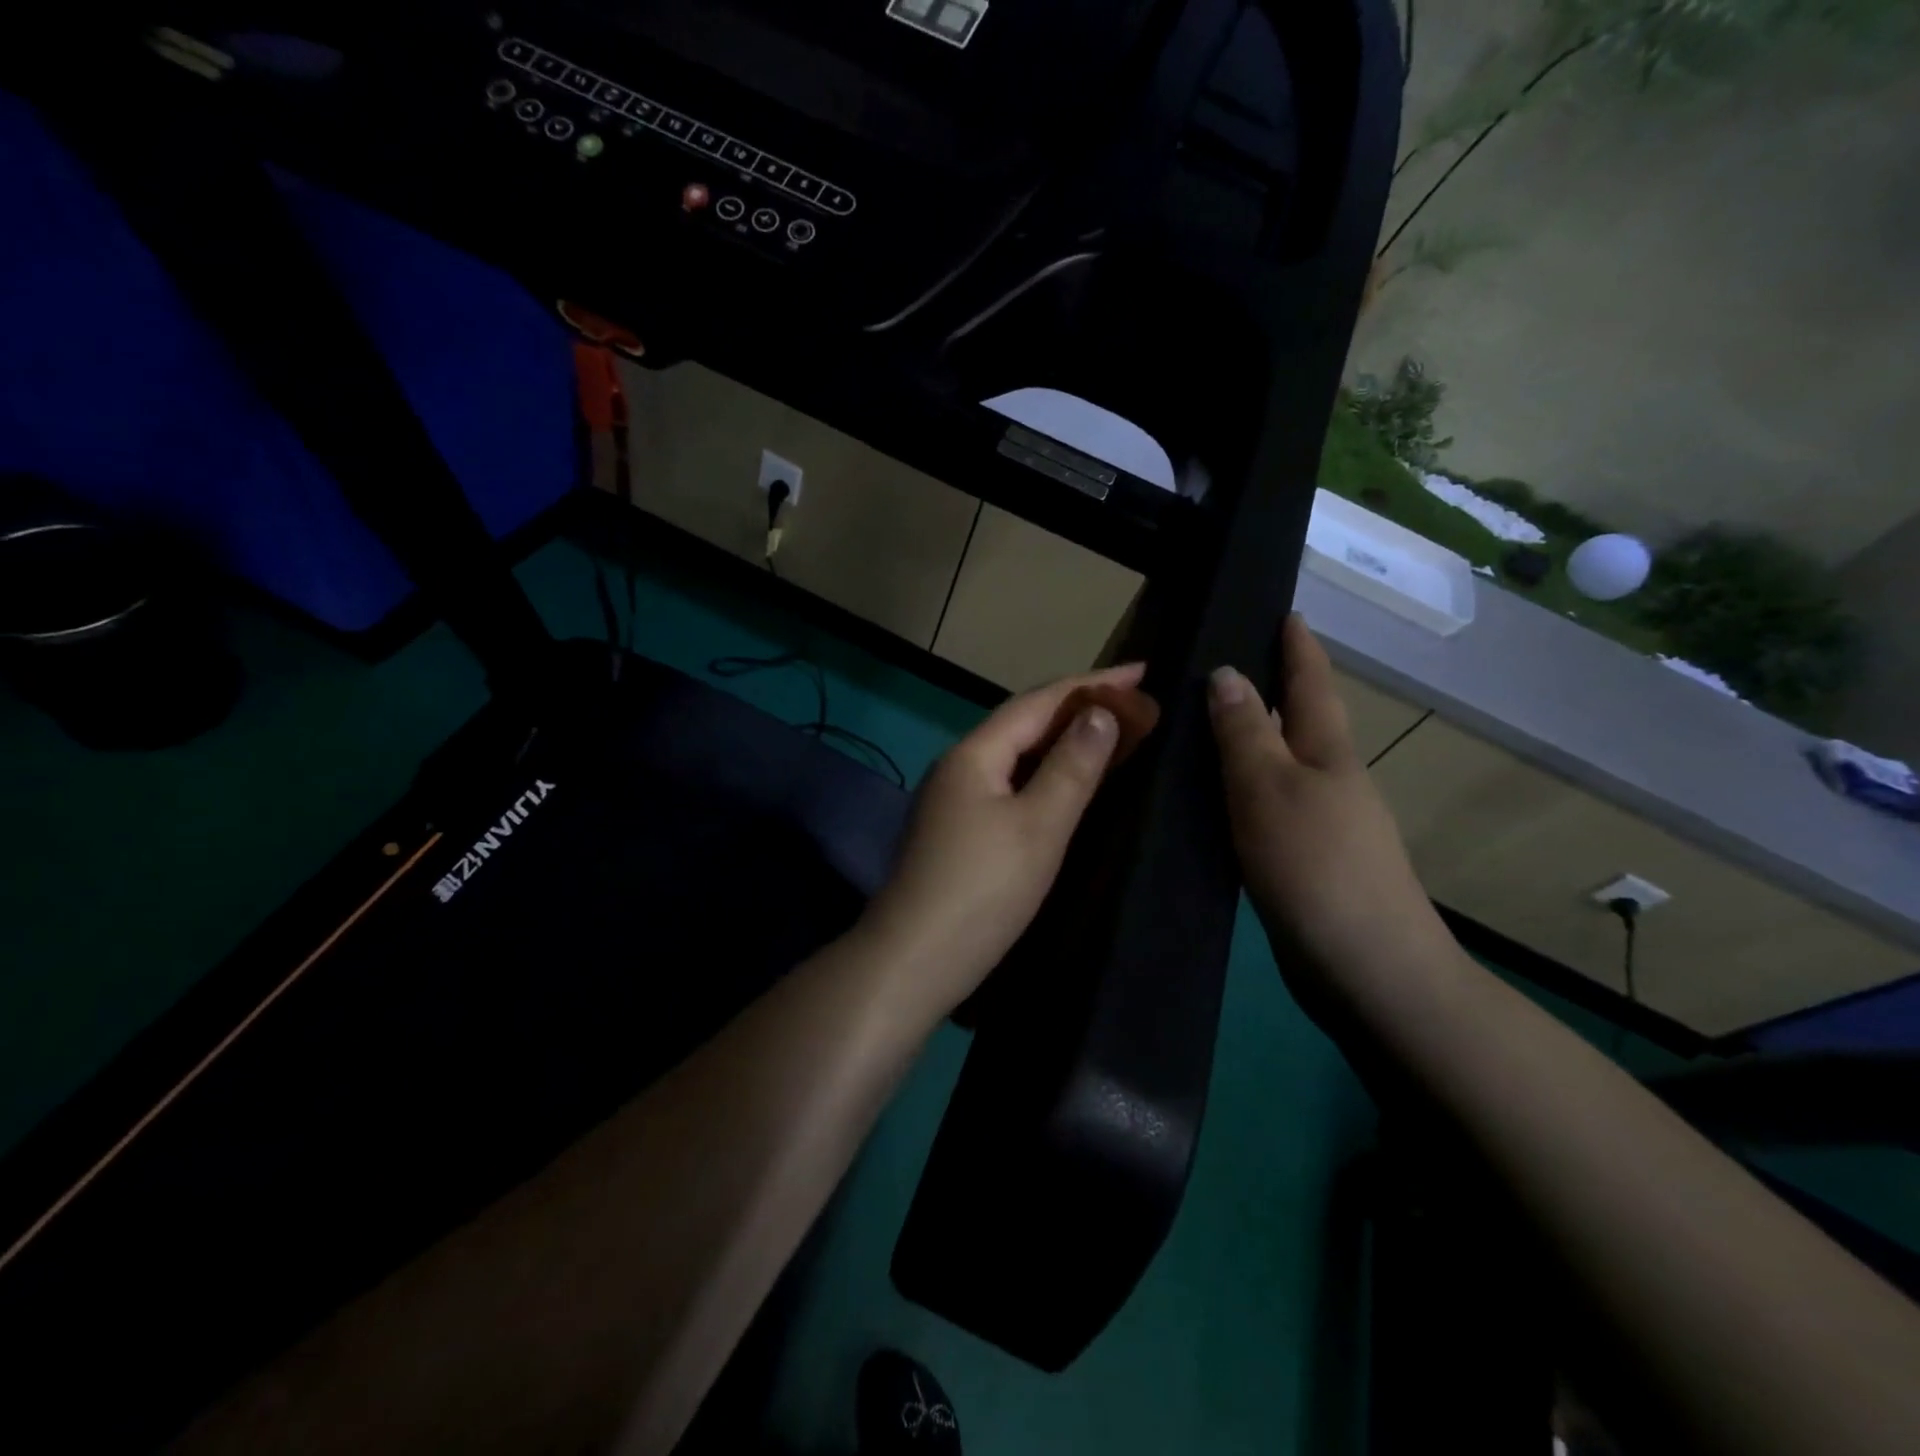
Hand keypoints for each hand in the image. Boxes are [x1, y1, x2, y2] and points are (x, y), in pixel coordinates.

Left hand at [859, 663, 1141, 1024]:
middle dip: (1078, 709)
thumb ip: (1072, 766)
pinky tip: (1066, 786)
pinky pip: (1009, 785)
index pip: (1039, 702)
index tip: (1143, 670)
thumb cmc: (983, 890)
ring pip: (1016, 756)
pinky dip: (1044, 775)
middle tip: (1134, 704)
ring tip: (1111, 736)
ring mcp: (953, 800)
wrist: (914, 960)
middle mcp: (959, 766)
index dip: (1092, 684)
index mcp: (975, 754)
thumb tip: (1100, 712)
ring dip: (1061, 742)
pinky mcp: (957, 831)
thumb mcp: (1039, 825)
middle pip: (1023, 724)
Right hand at [1208, 616, 1449, 1006]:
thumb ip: (1246, 733)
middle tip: (1216, 664)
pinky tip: (1208, 799)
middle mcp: (1329, 779)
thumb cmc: (1317, 865)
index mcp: (1327, 752)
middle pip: (1298, 720)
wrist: (1366, 968)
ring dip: (1248, 740)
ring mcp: (1320, 822)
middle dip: (1268, 688)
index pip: (1311, 682)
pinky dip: (1239, 788)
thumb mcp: (1270, 789)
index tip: (1284, 609)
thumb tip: (1226, 673)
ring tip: (1199, 725)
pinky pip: (1265, 805)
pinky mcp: (1302, 860)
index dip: (1297, 645)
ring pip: (1278, 765)